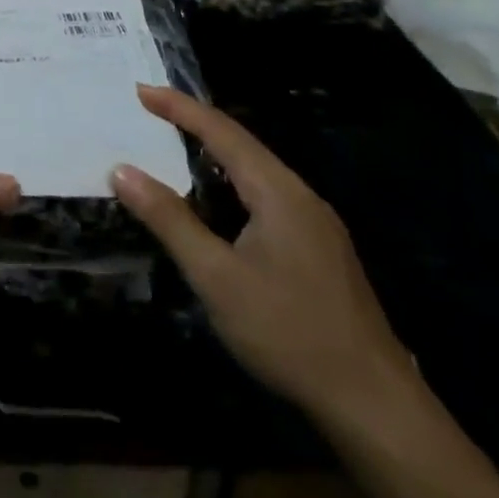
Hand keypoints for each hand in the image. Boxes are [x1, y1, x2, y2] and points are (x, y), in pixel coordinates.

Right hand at [111, 85, 415, 422]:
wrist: (376, 407)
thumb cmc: (289, 332)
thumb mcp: (216, 276)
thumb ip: (169, 219)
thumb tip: (122, 170)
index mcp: (278, 192)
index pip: (222, 131)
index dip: (179, 107)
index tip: (140, 90)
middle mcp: (300, 196)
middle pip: (242, 144)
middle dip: (195, 122)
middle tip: (150, 110)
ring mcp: (316, 224)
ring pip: (256, 170)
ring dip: (214, 151)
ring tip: (174, 143)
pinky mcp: (320, 250)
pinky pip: (266, 195)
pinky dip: (231, 181)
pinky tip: (217, 200)